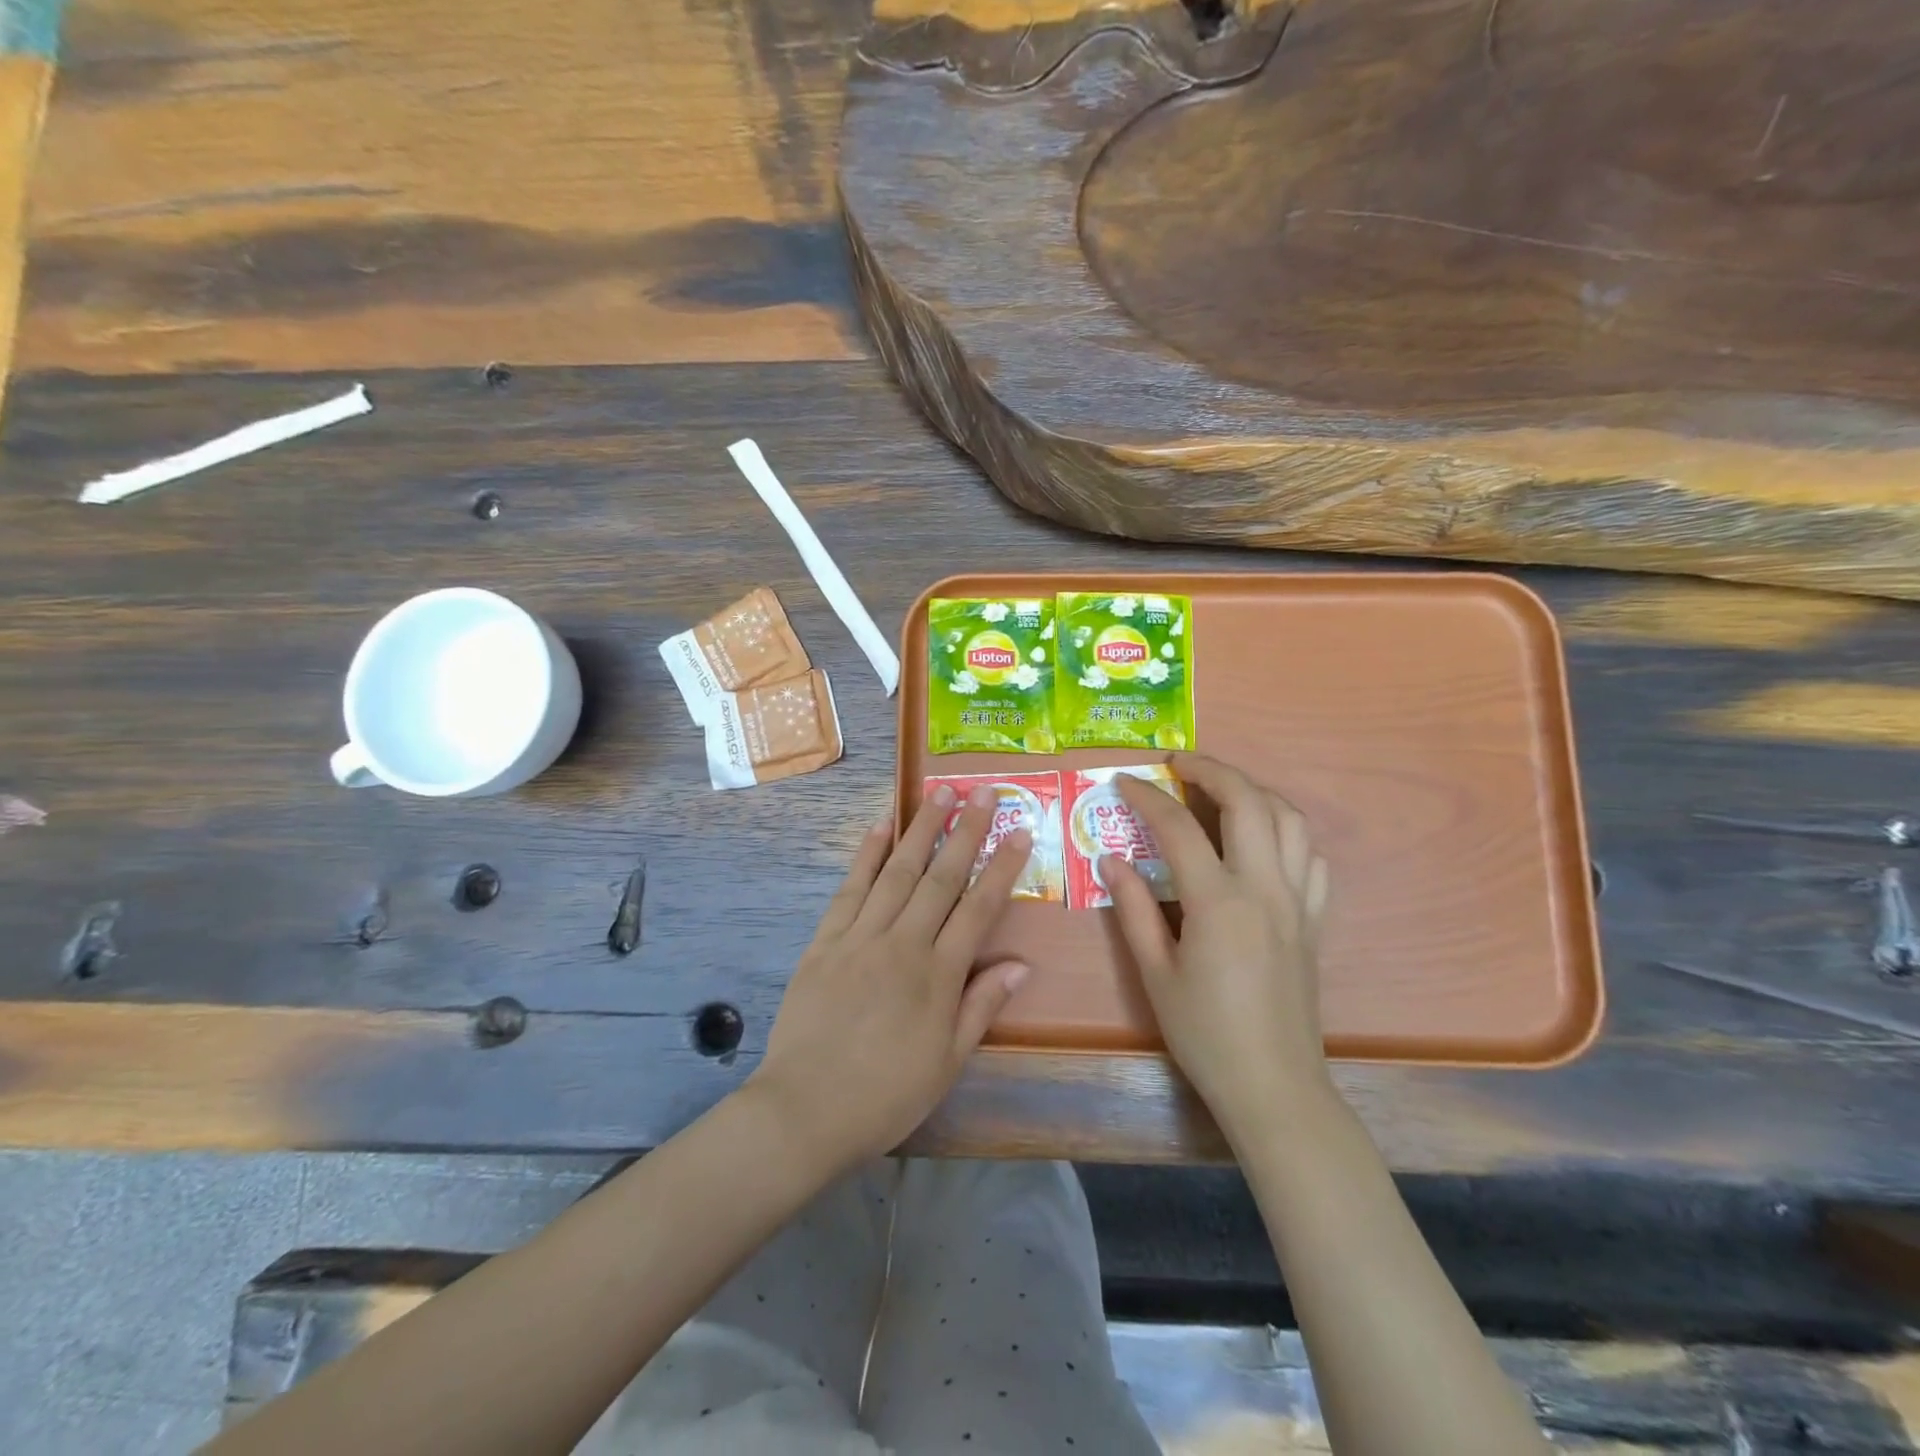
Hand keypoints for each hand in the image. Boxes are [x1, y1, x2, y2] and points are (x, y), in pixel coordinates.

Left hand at [748, 783, 1032, 1174]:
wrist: (805, 1110)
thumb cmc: (885, 1094)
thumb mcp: (947, 1062)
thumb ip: (982, 1006)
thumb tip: (1020, 964)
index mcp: (939, 975)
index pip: (979, 908)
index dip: (1002, 867)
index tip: (1019, 831)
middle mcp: (903, 943)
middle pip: (941, 877)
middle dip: (965, 831)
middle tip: (982, 791)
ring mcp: (861, 937)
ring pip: (897, 871)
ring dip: (920, 829)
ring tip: (938, 792)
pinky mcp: (825, 940)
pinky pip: (850, 889)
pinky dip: (867, 855)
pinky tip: (880, 827)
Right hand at [1106, 754, 1332, 1143]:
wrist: (1273, 1086)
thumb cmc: (1204, 1033)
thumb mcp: (1154, 973)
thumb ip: (1133, 908)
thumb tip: (1111, 859)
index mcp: (1218, 902)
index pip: (1179, 827)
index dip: (1147, 797)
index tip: (1123, 783)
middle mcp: (1265, 888)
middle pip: (1248, 802)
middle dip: (1212, 770)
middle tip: (1179, 763)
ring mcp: (1298, 901)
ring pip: (1290, 819)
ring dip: (1254, 791)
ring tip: (1220, 789)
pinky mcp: (1315, 919)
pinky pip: (1312, 857)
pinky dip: (1287, 831)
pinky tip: (1263, 838)